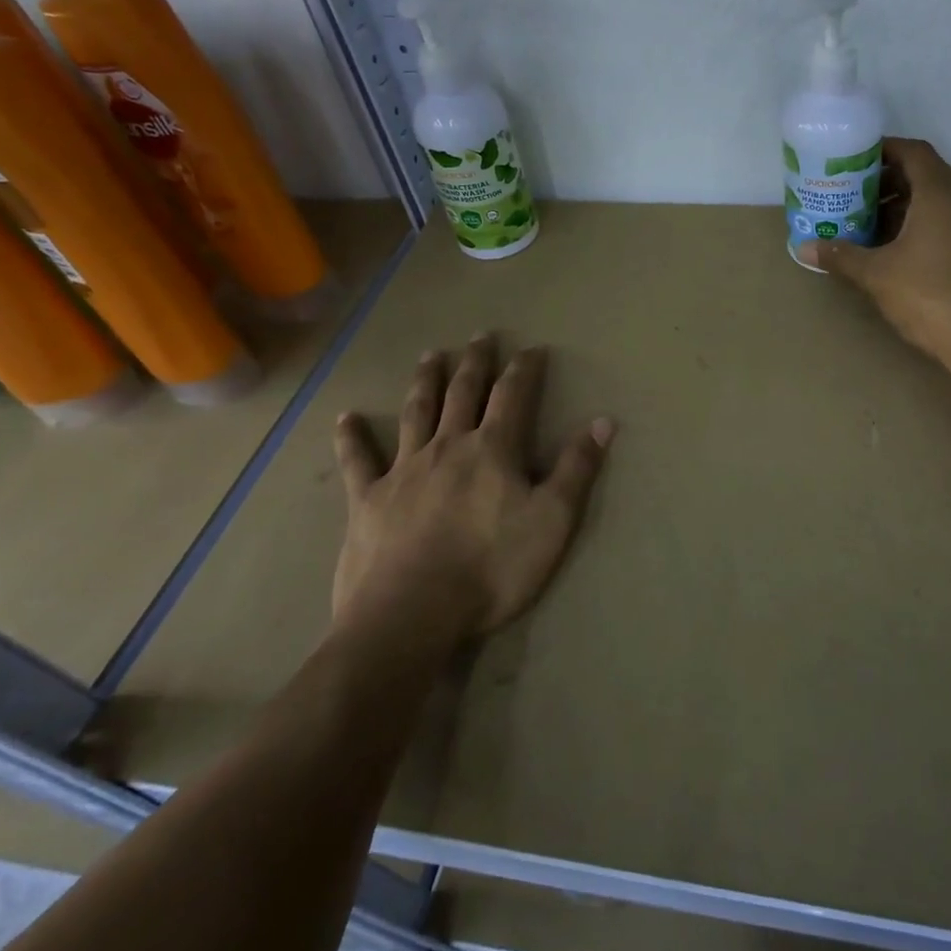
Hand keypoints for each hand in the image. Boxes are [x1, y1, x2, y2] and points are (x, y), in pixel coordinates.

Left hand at [329, 333, 614, 644]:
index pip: (512, 395)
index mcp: (492, 449)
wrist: (412, 614)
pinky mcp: (368, 499)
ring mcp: (404, 470)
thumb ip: (577, 469)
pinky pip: (358, 460)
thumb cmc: (492, 568)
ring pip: (416, 412)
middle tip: (480, 336)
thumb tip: (604, 421)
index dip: (524, 369)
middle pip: (462, 393)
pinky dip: (351, 437)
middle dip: (474, 362)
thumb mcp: (552, 520)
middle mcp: (447, 446)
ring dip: (425, 382)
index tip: (532, 348)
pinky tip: (346, 417)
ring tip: (430, 356)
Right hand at [797, 138, 950, 371]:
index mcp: (941, 194)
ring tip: (873, 225)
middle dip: (890, 181)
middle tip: (856, 195)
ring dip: (907, 205)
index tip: (855, 160)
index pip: (913, 152)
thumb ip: (841, 256)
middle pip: (927, 174)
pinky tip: (902, 251)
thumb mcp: (876, 275)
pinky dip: (926, 223)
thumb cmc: (929, 298)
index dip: (884, 150)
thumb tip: (804, 248)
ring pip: (941, 199)